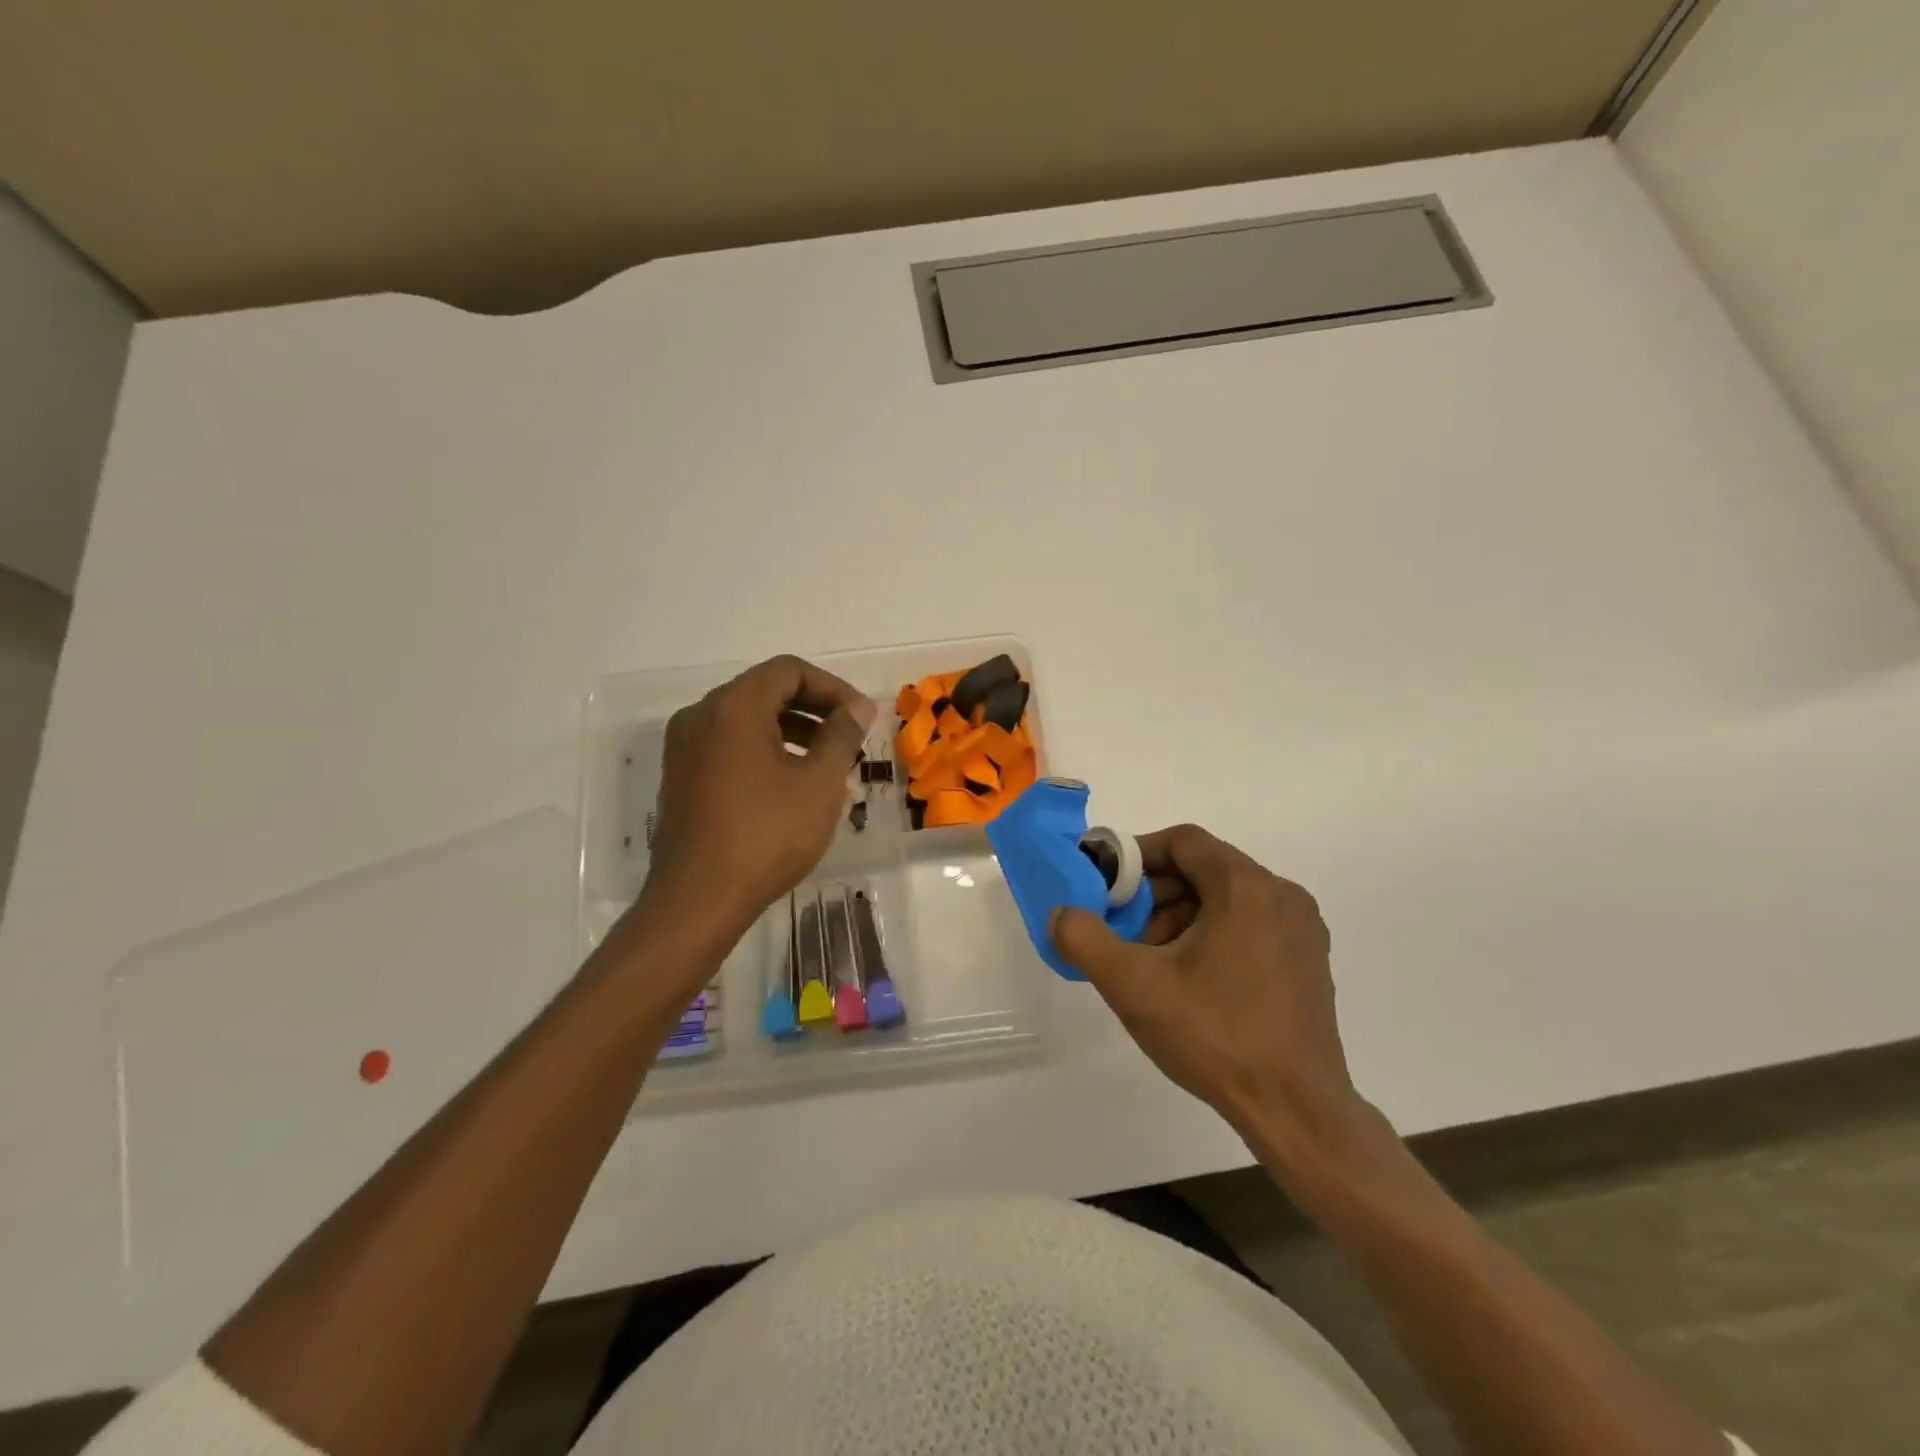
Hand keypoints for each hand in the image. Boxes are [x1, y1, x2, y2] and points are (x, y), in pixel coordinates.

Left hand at [634, 655, 875, 953]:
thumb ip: (841, 736)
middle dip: (815, 709)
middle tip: (851, 739)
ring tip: (828, 764)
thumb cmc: (766, 836)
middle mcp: (701, 716)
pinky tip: (792, 785)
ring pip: (747, 720)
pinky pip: (729, 746)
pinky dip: (765, 751)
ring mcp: (684, 748)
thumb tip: (857, 708)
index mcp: (733, 707)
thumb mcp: (819, 783)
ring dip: (793, 731)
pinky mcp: (681, 777)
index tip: (862, 719)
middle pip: (766, 690)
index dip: (833, 688)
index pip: (789, 670)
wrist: (697, 901)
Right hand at [1049, 824, 1369, 1178]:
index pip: (1182, 842)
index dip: (1137, 856)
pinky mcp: (1309, 961)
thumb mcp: (1133, 985)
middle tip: (1125, 933)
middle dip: (1155, 895)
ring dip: (1181, 918)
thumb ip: (1085, 939)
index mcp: (1246, 887)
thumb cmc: (1215, 1036)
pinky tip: (1191, 981)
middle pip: (1204, 870)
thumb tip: (1061, 914)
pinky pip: (1250, 925)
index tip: (1107, 888)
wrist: (1296, 1111)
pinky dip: (1212, 935)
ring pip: (1226, 899)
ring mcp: (1302, 930)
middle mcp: (1282, 895)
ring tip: (1154, 964)